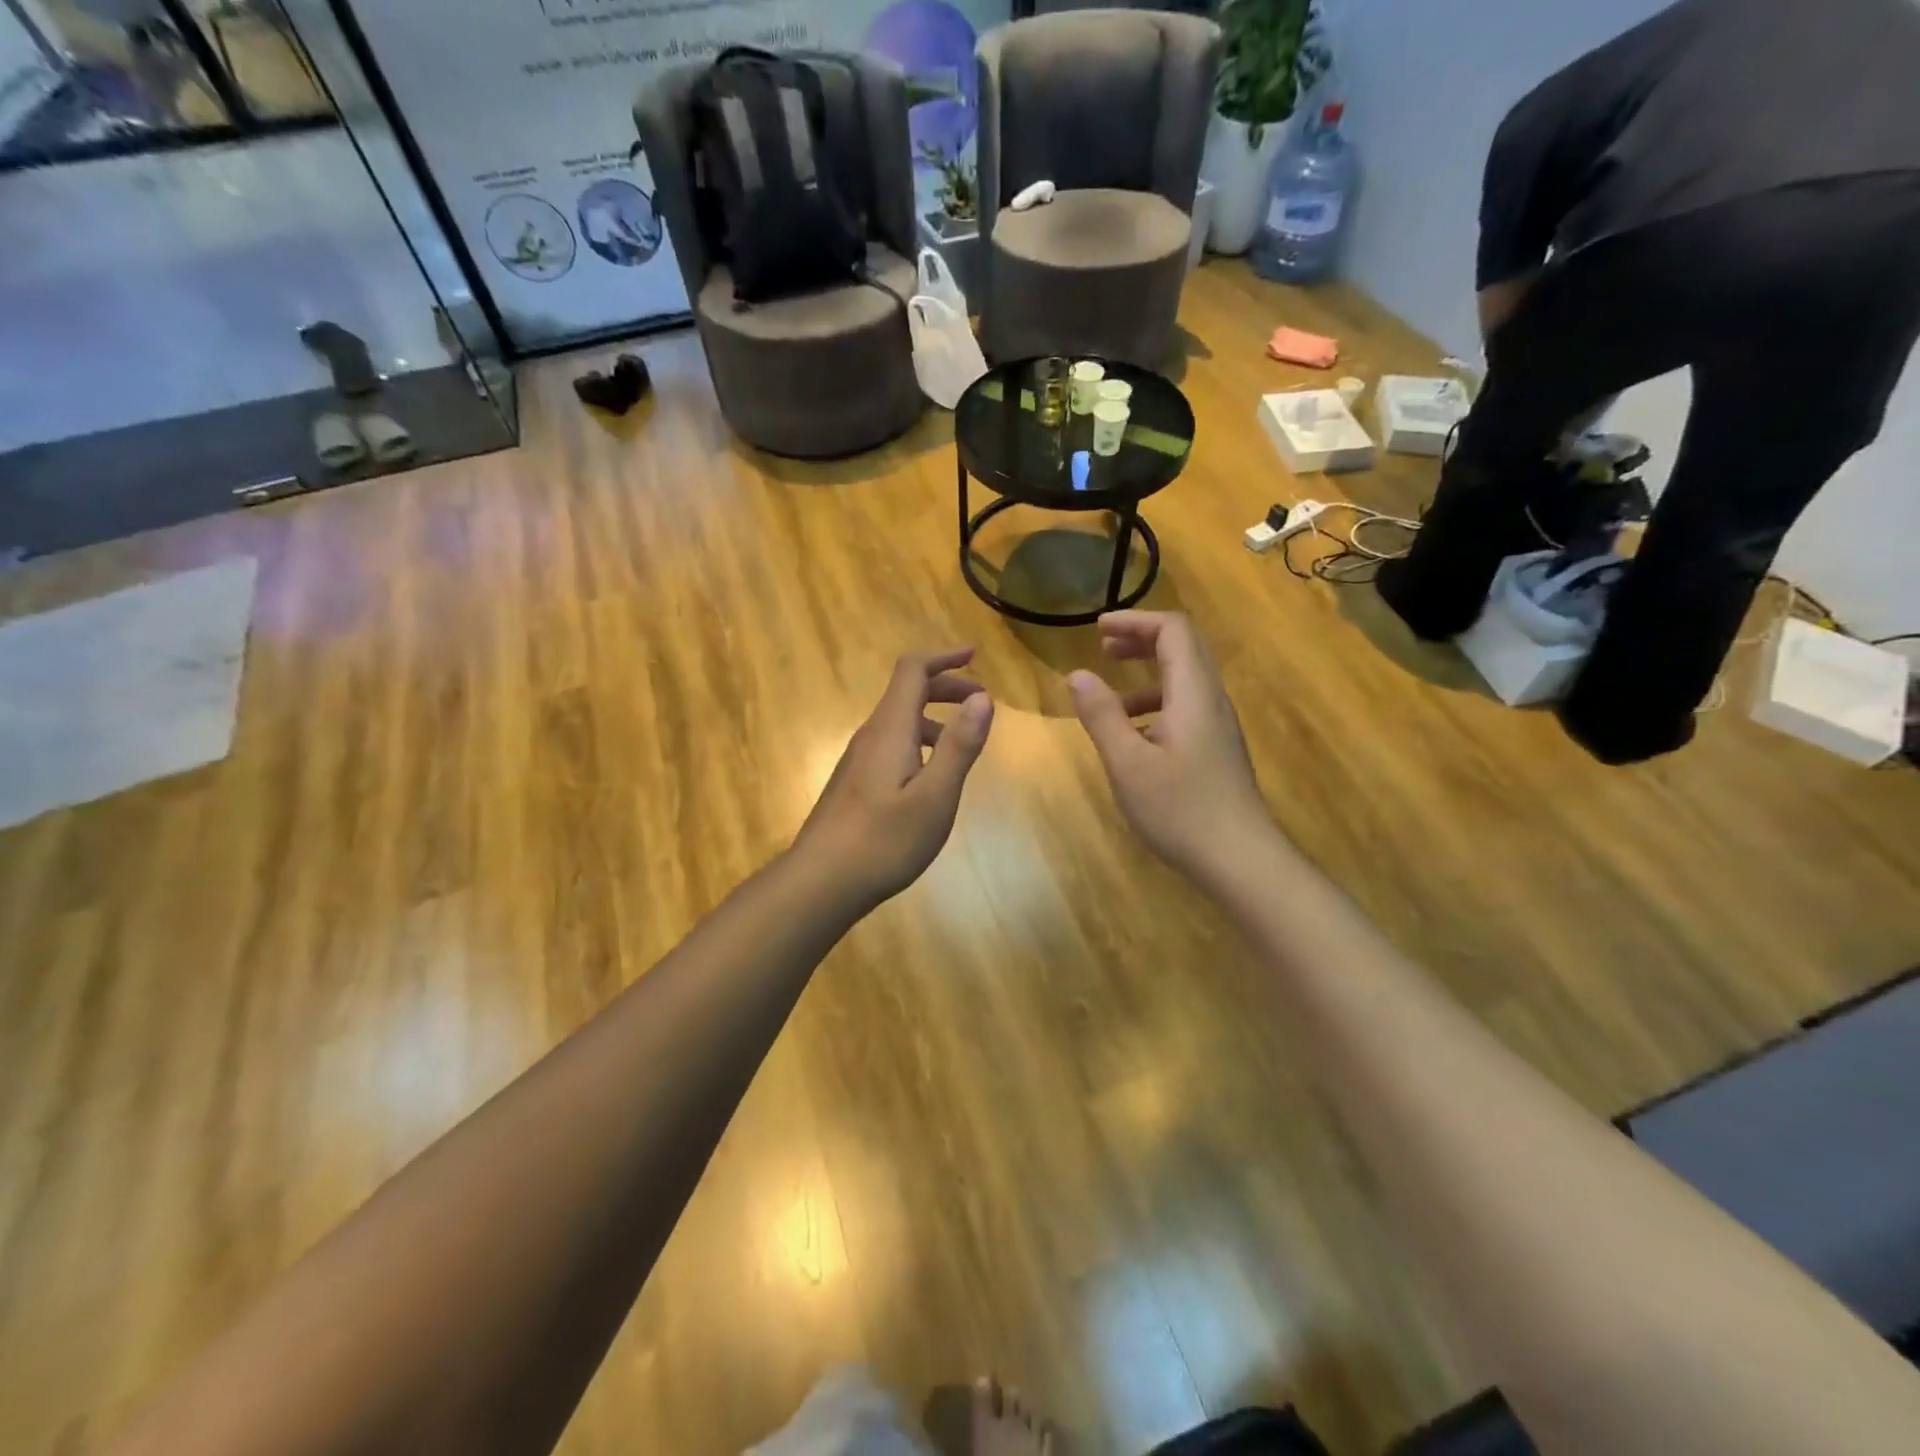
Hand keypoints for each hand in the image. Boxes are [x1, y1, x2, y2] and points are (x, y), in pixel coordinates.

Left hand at [795, 648, 994, 908]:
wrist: (821, 881)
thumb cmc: (884, 840)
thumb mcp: (935, 796)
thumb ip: (960, 745)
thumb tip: (983, 697)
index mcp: (890, 729)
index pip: (912, 670)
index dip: (944, 657)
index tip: (975, 656)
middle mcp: (871, 735)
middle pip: (906, 692)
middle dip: (946, 686)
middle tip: (981, 702)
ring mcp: (858, 760)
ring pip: (899, 721)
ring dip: (934, 717)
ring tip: (964, 741)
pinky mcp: (854, 783)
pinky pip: (892, 744)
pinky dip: (920, 742)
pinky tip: (932, 776)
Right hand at [1069, 612, 1269, 876]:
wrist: (1240, 859)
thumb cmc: (1180, 809)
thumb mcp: (1128, 763)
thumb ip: (1102, 715)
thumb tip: (1078, 674)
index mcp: (1193, 694)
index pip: (1173, 630)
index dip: (1135, 621)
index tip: (1098, 629)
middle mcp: (1211, 701)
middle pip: (1183, 648)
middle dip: (1141, 640)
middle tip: (1103, 648)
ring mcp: (1218, 726)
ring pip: (1185, 681)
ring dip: (1146, 675)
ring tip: (1108, 698)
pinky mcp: (1216, 749)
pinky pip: (1186, 708)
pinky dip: (1155, 705)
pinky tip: (1132, 738)